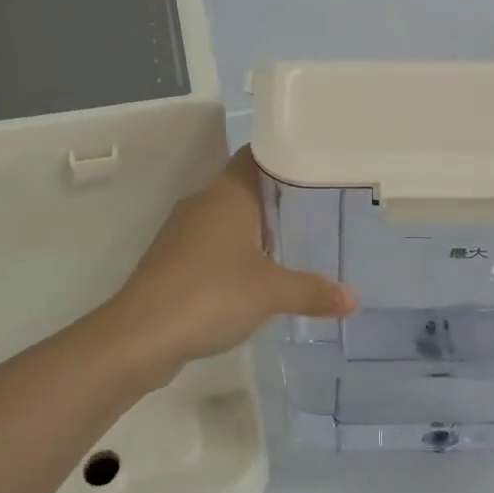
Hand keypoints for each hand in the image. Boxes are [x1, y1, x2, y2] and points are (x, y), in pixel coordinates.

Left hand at [96, 147, 354, 379]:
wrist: (140, 336)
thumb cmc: (211, 294)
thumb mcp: (272, 293)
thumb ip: (312, 291)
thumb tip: (354, 298)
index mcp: (227, 193)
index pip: (256, 156)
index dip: (283, 158)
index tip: (315, 167)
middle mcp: (203, 202)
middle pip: (245, 187)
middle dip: (278, 199)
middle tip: (318, 210)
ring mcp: (183, 232)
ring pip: (228, 218)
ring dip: (255, 229)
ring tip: (295, 244)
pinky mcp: (172, 260)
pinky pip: (213, 245)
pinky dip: (235, 254)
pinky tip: (257, 277)